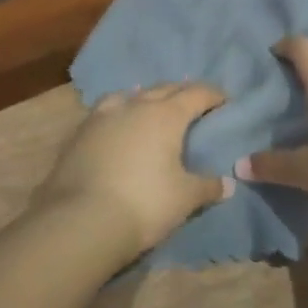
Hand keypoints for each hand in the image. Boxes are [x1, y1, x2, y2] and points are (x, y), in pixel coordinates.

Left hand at [34, 83, 233, 259]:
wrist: (82, 219)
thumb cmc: (145, 203)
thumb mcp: (185, 198)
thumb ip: (207, 186)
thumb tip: (227, 184)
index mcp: (166, 115)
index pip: (196, 94)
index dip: (213, 95)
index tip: (224, 100)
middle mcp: (135, 106)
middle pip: (164, 89)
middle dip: (181, 93)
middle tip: (193, 104)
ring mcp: (103, 116)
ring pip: (130, 95)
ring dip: (146, 98)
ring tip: (151, 109)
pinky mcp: (80, 133)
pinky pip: (106, 111)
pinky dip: (119, 113)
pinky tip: (118, 127)